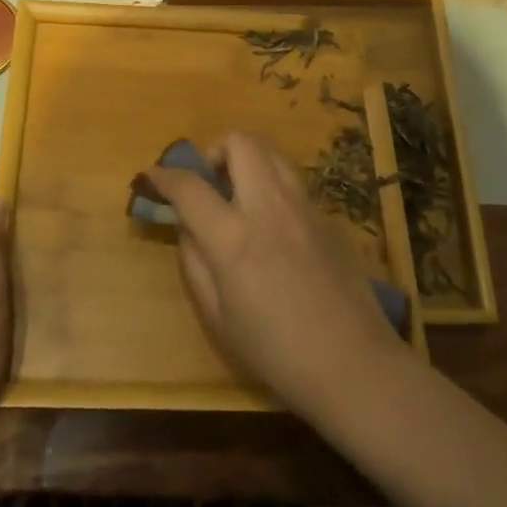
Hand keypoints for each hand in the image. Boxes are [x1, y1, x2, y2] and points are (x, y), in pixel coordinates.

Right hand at [146, 135, 405, 420]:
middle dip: (215, 150)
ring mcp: (305, 207)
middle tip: (209, 181)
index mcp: (234, 238)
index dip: (164, 175)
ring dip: (248, 160)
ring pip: (272, 152)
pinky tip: (274, 225)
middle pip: (240, 143)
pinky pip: (294, 183)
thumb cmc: (275, 352)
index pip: (190, 186)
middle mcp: (270, 207)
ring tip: (240, 194)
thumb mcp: (217, 317)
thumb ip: (195, 263)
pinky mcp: (329, 217)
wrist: (353, 364)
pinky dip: (273, 187)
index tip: (153, 176)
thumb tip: (187, 227)